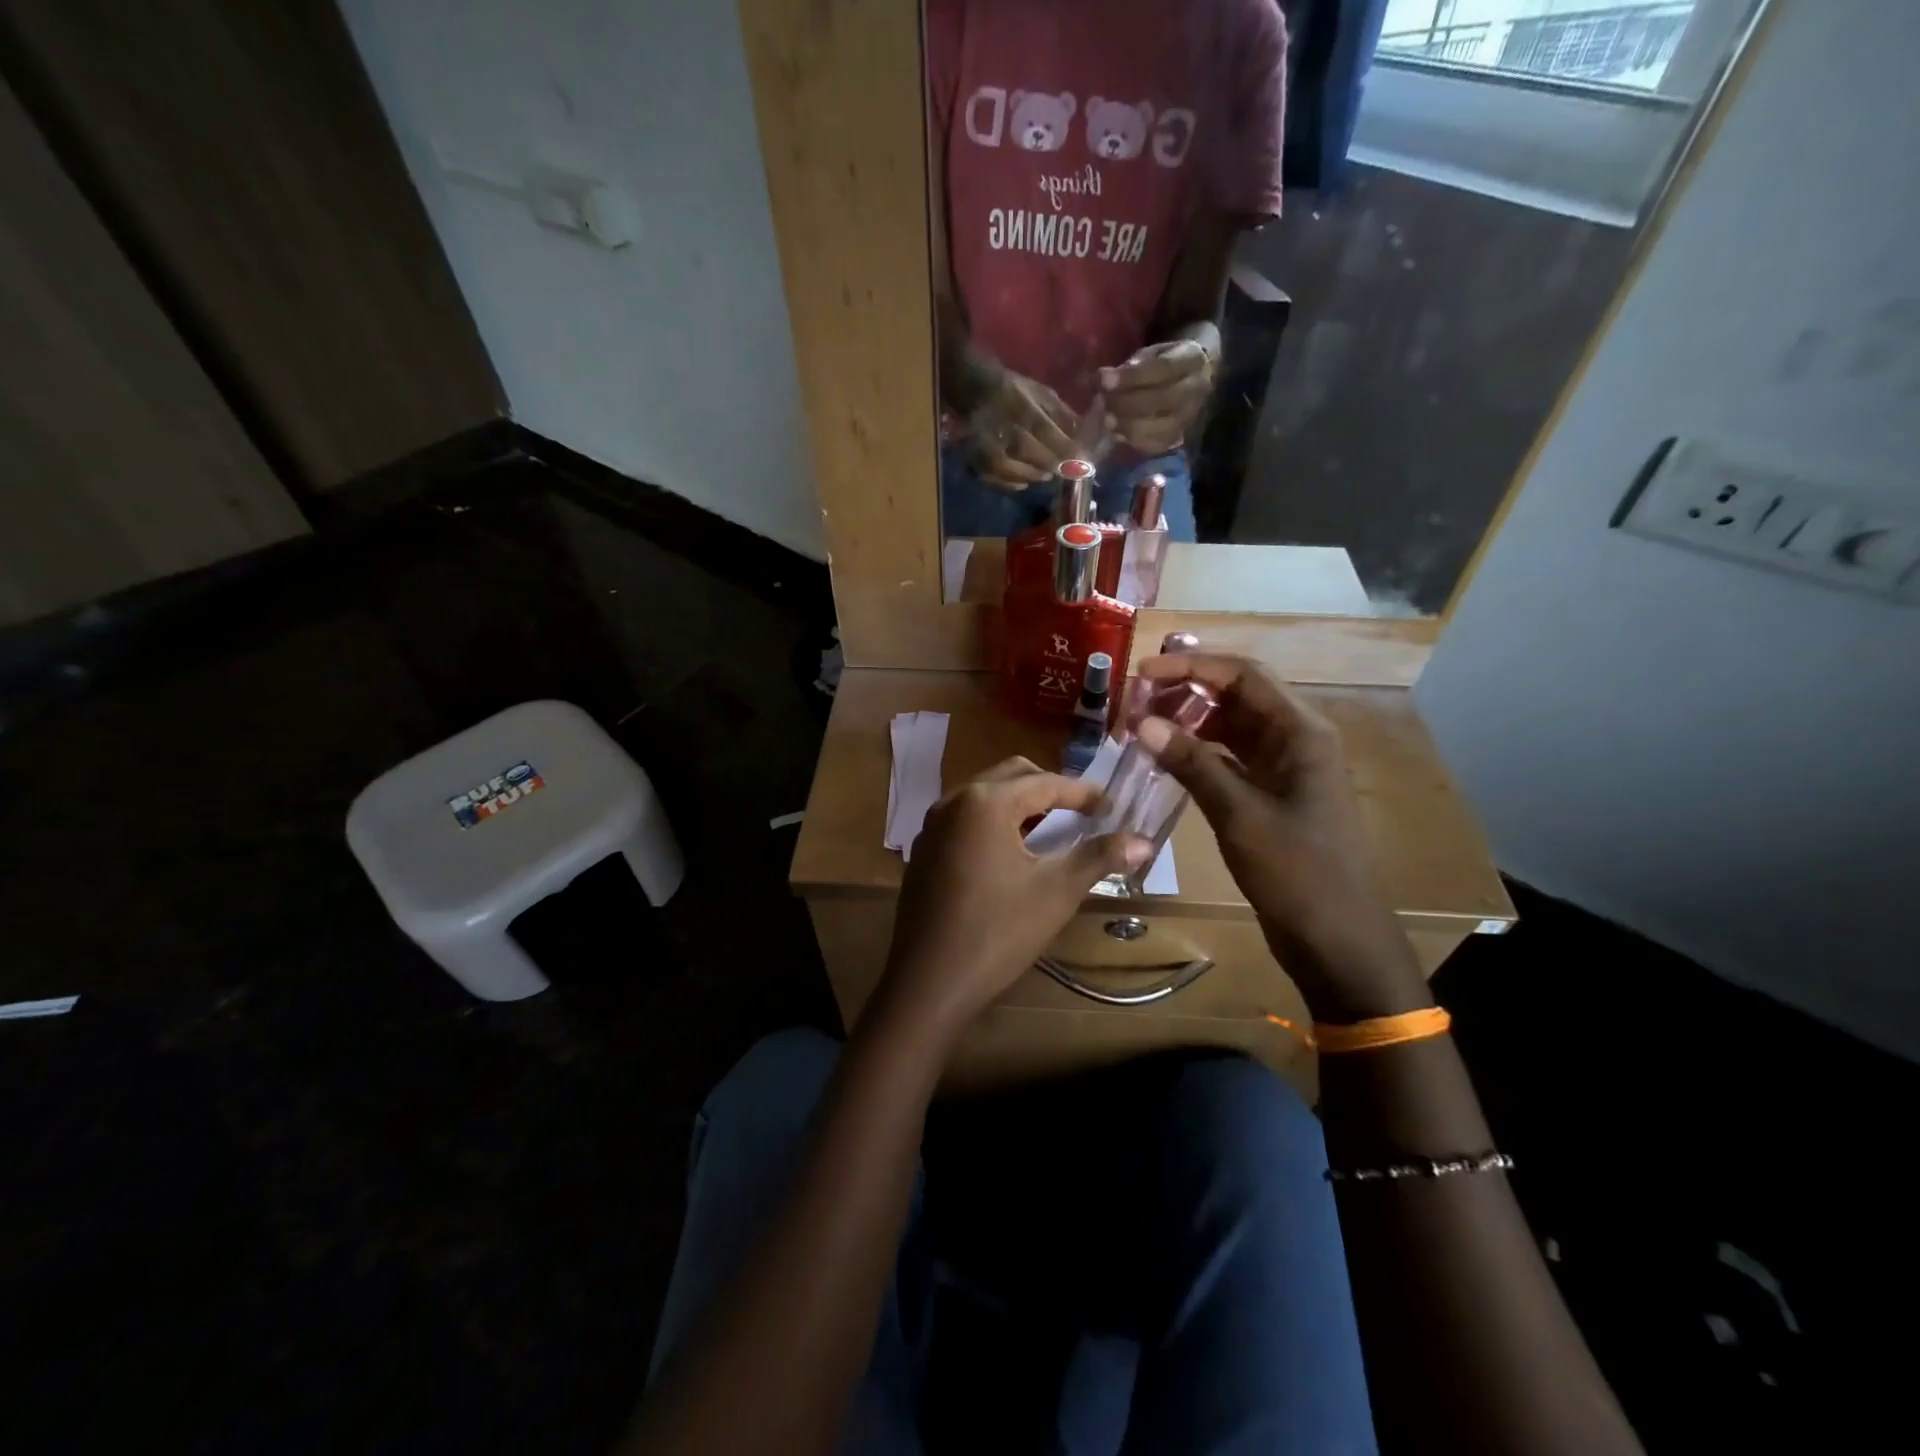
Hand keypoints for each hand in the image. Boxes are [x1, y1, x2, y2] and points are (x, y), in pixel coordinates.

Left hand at [875, 758, 1150, 1043]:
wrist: (928, 982)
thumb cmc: (997, 932)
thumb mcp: (1056, 892)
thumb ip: (1098, 858)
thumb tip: (1144, 841)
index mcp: (985, 802)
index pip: (1045, 782)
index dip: (1083, 793)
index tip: (1112, 806)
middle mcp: (953, 801)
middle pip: (1011, 776)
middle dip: (1050, 789)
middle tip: (1083, 812)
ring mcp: (932, 825)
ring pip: (985, 795)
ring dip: (1020, 803)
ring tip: (1051, 828)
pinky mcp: (923, 849)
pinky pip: (965, 818)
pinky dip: (993, 821)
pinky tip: (1011, 852)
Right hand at [966, 369, 1079, 490]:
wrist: (973, 392)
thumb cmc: (1013, 391)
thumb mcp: (1040, 393)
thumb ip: (1061, 414)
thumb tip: (1083, 435)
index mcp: (1023, 408)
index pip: (1047, 432)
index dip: (1066, 449)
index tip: (1081, 461)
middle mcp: (1006, 430)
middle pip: (1035, 456)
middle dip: (1054, 465)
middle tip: (1065, 470)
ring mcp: (990, 449)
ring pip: (1020, 472)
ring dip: (1037, 475)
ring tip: (1046, 473)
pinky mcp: (978, 462)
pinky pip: (1002, 480)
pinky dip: (1016, 483)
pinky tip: (1025, 478)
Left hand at [1100, 339, 1214, 454]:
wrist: (1197, 377)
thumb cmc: (1166, 362)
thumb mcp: (1152, 353)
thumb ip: (1132, 365)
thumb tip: (1104, 379)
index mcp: (1191, 360)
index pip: (1161, 368)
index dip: (1130, 376)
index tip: (1104, 379)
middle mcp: (1195, 390)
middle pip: (1160, 400)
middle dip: (1126, 403)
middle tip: (1103, 402)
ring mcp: (1190, 417)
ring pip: (1159, 427)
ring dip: (1128, 425)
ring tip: (1108, 419)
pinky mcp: (1181, 437)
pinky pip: (1157, 444)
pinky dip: (1134, 440)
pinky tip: (1119, 433)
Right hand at [1133, 655, 1430, 1020]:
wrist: (1338, 942)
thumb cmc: (1298, 874)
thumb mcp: (1240, 815)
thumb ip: (1192, 764)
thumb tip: (1143, 722)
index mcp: (1301, 732)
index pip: (1242, 676)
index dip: (1191, 667)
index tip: (1141, 673)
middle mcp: (1295, 740)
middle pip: (1236, 696)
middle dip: (1185, 692)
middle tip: (1134, 702)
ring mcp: (1284, 769)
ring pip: (1231, 727)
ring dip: (1188, 722)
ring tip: (1141, 726)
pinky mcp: (1272, 796)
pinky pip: (1230, 759)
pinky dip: (1197, 753)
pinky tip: (1164, 759)